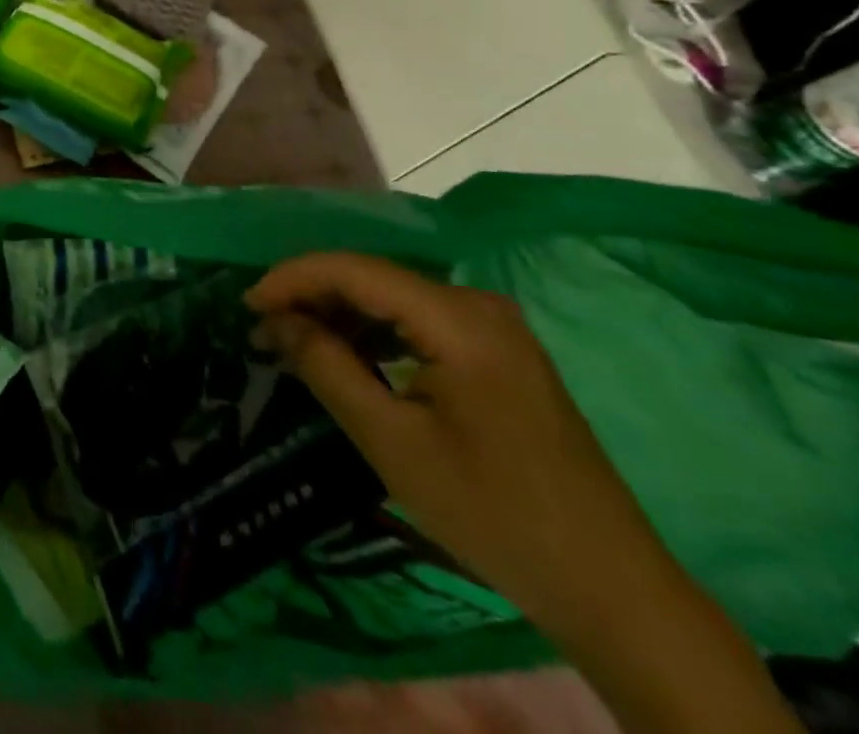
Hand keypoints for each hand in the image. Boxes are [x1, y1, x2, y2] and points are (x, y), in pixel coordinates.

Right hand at [245, 253, 683, 641]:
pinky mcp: (499, 351)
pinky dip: (375, 332)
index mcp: (458, 319)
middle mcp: (477, 304)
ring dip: (340, 314)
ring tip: (293, 342)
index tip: (246, 305)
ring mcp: (494, 326)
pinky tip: (347, 355)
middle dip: (312, 296)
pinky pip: (419, 321)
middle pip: (374, 277)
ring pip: (394, 297)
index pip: (354, 270)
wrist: (611, 589)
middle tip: (263, 328)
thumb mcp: (392, 442)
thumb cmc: (493, 514)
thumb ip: (327, 368)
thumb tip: (275, 321)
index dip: (292, 278)